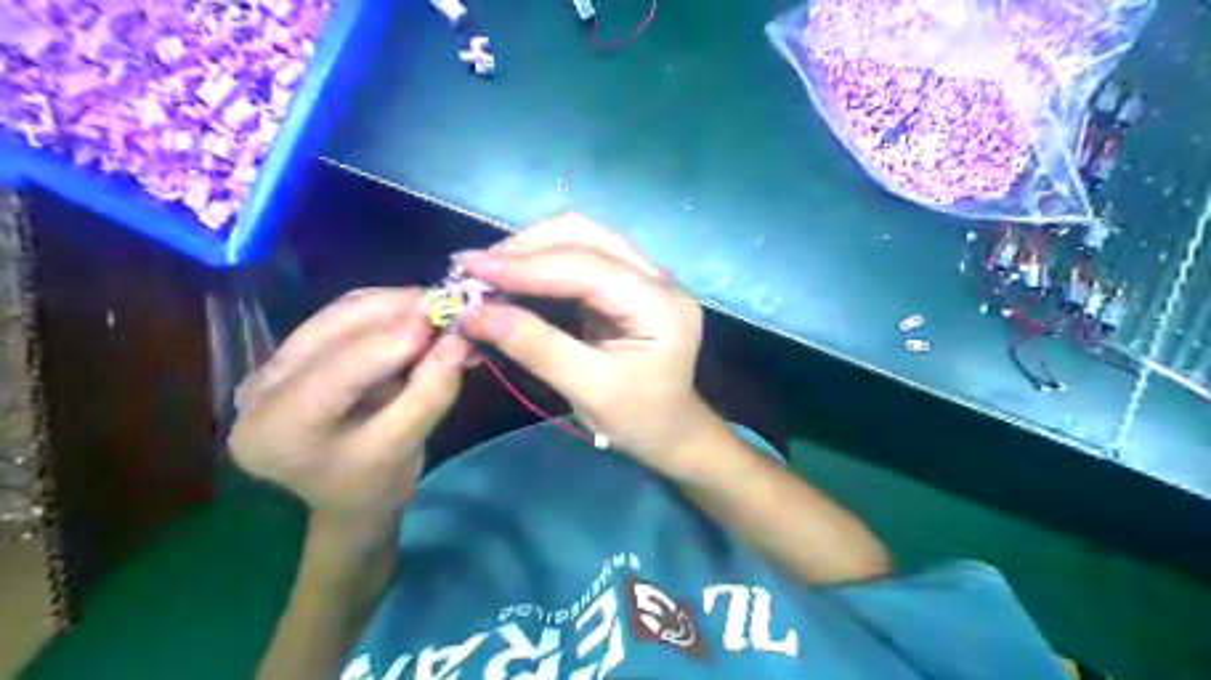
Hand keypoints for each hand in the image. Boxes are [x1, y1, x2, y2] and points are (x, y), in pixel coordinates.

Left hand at [228, 286, 470, 519]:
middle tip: (452, 305)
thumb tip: (460, 340)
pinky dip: (389, 311)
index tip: (449, 320)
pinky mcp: (294, 353)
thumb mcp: (405, 447)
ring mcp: (271, 366)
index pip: (339, 370)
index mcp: (278, 428)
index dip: (395, 339)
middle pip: (334, 327)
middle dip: (399, 310)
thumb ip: (430, 394)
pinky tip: (419, 316)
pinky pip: (344, 317)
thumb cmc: (374, 485)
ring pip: (341, 313)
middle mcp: (261, 389)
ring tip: (441, 310)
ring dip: (396, 305)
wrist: (349, 497)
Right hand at [459, 213, 711, 473]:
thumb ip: (535, 347)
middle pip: (585, 235)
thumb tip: (475, 314)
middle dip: (525, 248)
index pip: (588, 267)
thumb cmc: (638, 419)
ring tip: (486, 274)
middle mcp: (657, 278)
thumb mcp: (587, 390)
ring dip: (529, 251)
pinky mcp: (626, 283)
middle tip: (474, 271)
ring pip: (580, 238)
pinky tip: (511, 281)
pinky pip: (578, 258)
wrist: (671, 431)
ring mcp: (644, 275)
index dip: (526, 266)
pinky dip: (539, 265)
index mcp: (661, 305)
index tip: (470, 268)